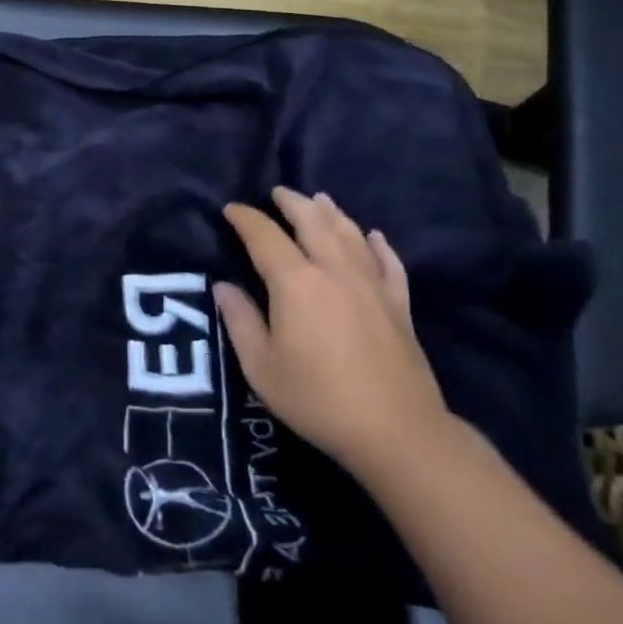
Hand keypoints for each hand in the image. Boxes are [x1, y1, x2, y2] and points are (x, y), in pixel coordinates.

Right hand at [216, 187, 451, 485]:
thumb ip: (240, 321)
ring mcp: (372, 285)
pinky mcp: (399, 304)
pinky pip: (388, 262)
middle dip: (292, 203)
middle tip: (277, 193)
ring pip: (350, 234)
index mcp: (296, 283)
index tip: (231, 210)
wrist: (396, 430)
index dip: (246, 219)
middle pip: (313, 221)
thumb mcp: (261, 367)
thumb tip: (223, 286)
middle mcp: (335, 271)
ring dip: (331, 213)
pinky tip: (373, 236)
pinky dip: (378, 244)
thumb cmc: (317, 399)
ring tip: (319, 199)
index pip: (265, 236)